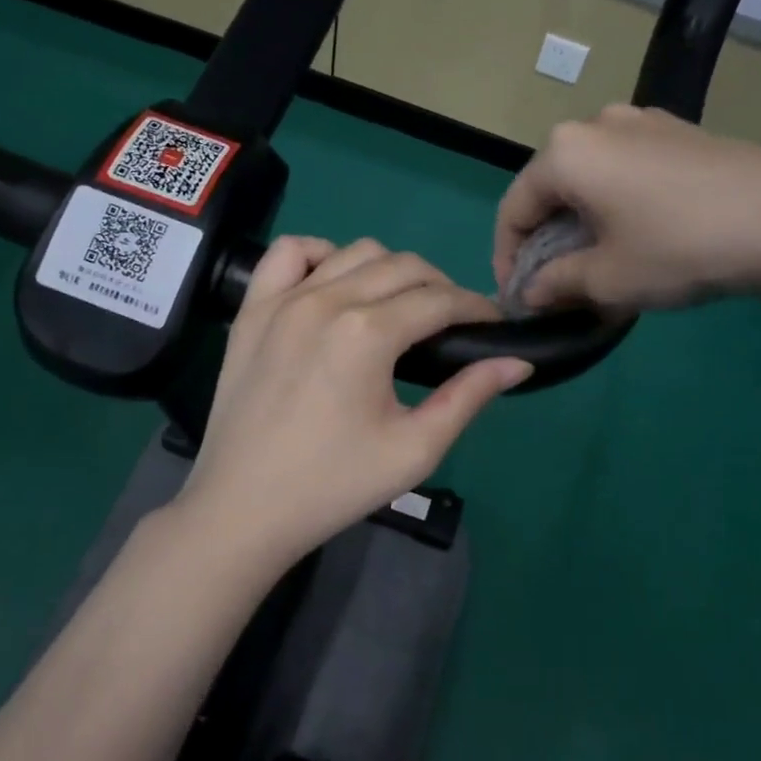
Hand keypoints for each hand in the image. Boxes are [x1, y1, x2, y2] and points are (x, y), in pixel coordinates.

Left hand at [176, 238, 530, 571]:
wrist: (243, 509)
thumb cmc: (334, 485)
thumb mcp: (414, 450)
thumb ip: (468, 397)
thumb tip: (518, 361)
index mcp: (368, 333)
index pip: (440, 299)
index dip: (476, 308)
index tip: (493, 325)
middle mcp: (327, 299)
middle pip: (404, 266)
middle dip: (442, 287)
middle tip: (453, 324)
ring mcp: (283, 299)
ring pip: (355, 252)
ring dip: (390, 270)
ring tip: (400, 307)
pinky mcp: (252, 310)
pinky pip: (289, 253)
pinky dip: (321, 255)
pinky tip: (334, 286)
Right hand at [493, 104, 760, 313]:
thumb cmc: (678, 247)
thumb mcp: (607, 279)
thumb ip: (555, 286)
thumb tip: (530, 293)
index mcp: (566, 153)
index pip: (514, 208)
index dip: (507, 257)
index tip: (518, 297)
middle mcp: (597, 124)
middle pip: (551, 189)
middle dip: (547, 241)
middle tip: (557, 285)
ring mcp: (643, 122)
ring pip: (591, 179)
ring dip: (582, 223)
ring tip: (598, 263)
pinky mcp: (680, 132)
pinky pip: (628, 170)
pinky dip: (617, 205)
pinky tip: (639, 235)